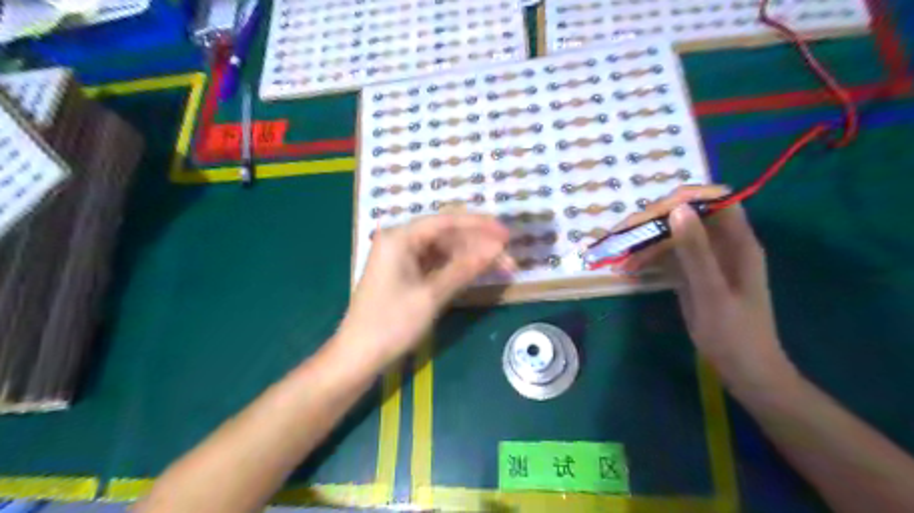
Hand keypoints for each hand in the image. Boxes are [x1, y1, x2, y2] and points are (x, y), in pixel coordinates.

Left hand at [334, 213, 510, 367]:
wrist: (358, 356)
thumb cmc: (392, 324)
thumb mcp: (432, 295)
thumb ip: (465, 268)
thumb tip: (497, 248)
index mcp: (400, 237)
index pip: (446, 221)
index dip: (480, 225)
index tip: (506, 233)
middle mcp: (400, 241)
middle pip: (446, 235)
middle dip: (478, 245)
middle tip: (509, 256)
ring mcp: (401, 258)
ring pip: (444, 250)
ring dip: (471, 258)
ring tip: (501, 266)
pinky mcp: (405, 274)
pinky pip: (436, 264)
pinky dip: (457, 269)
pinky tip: (477, 273)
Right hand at [624, 187, 797, 390]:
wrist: (744, 370)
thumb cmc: (734, 333)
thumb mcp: (712, 292)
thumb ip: (695, 250)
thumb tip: (677, 209)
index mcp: (737, 242)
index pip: (714, 199)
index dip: (684, 198)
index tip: (652, 212)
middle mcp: (721, 243)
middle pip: (687, 215)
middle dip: (653, 221)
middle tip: (622, 236)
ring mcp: (706, 258)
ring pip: (673, 234)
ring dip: (645, 240)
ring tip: (619, 254)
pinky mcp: (693, 273)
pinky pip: (669, 254)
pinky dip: (648, 257)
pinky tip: (629, 266)